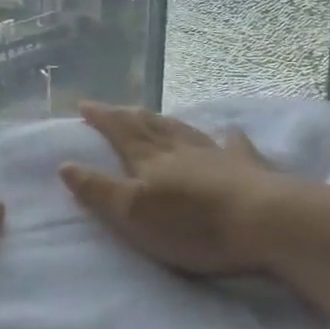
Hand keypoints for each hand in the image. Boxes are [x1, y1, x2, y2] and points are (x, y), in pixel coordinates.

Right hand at [62, 103, 275, 275]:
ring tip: (155, 116)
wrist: (264, 220)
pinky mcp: (248, 167)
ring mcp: (215, 154)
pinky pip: (233, 145)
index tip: (84, 105)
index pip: (119, 130)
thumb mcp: (134, 214)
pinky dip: (226, 137)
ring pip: (183, 130)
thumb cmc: (193, 223)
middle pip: (149, 125)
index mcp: (149, 158)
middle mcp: (179, 148)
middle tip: (114, 108)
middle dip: (127, 116)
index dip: (101, 117)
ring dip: (165, 121)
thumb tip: (64, 163)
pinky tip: (229, 132)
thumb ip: (98, 189)